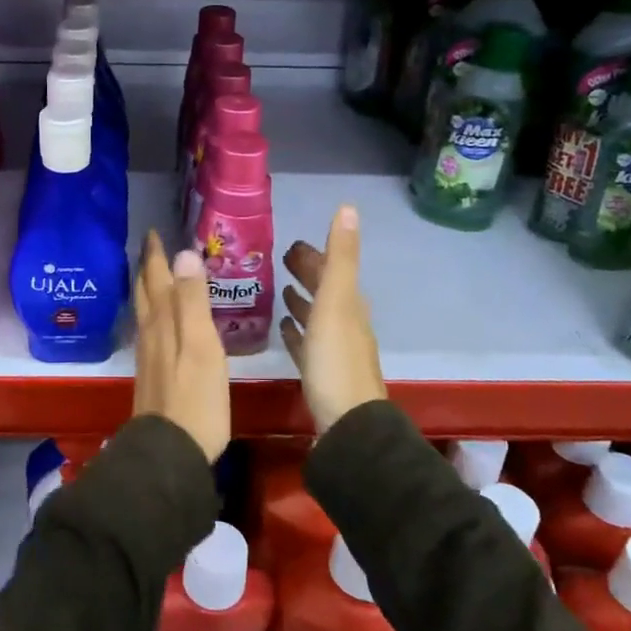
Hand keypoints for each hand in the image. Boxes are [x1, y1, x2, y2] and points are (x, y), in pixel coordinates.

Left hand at [131, 231, 230, 461]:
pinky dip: (153, 315)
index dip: (156, 255)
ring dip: (147, 289)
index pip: (157, 278)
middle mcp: (150, 333)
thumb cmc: (195, 397)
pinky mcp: (152, 375)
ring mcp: (149, 356)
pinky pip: (150, 331)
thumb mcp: (202, 345)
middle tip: (151, 247)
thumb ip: (193, 301)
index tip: (153, 231)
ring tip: (152, 276)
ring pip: (145, 312)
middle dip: (147, 268)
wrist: (170, 452)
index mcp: (164, 321)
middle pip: (145, 293)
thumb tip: (185, 253)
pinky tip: (159, 324)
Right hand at [281, 205, 385, 434]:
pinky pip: (307, 344)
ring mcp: (335, 350)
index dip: (315, 255)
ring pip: (317, 316)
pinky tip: (284, 330)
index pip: (331, 269)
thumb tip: (349, 207)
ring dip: (301, 301)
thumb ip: (340, 257)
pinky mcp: (321, 374)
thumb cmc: (336, 359)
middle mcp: (345, 323)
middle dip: (307, 273)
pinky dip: (297, 331)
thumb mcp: (336, 301)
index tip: (292, 243)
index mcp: (349, 304)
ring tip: (280, 289)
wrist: (348, 424)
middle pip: (325, 290)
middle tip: (282, 259)